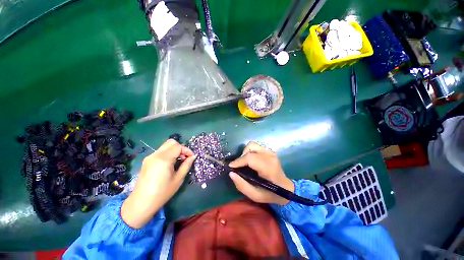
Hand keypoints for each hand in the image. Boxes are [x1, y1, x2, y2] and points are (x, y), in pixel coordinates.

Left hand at [121, 139, 195, 228]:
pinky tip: (170, 164)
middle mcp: (155, 155)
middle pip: (171, 142)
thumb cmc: (162, 192)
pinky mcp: (147, 160)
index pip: (178, 146)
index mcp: (164, 159)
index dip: (187, 150)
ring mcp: (150, 157)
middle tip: (185, 157)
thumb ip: (186, 165)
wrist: (141, 203)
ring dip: (174, 150)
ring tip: (179, 161)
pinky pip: (160, 152)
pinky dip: (168, 154)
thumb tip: (193, 156)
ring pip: (165, 146)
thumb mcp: (178, 179)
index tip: (191, 157)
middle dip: (181, 148)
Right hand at [228, 142, 293, 205]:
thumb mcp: (255, 195)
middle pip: (251, 147)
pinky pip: (255, 147)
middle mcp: (270, 157)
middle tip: (238, 166)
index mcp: (269, 168)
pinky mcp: (270, 151)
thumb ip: (242, 185)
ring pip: (252, 145)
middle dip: (241, 156)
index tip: (231, 166)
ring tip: (244, 162)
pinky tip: (250, 160)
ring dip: (245, 152)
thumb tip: (231, 173)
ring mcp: (271, 152)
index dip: (239, 161)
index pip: (251, 158)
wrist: (286, 188)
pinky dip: (250, 152)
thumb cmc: (271, 193)